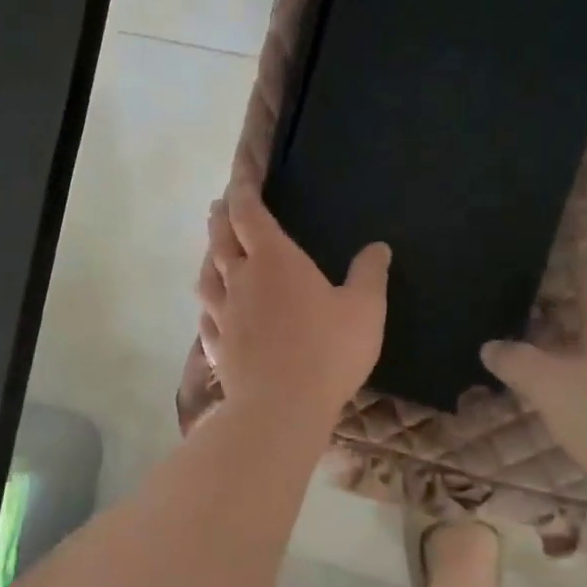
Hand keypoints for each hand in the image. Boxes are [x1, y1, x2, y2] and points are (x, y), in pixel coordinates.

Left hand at [197, 186, 389, 423]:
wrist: (282, 407)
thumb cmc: (327, 351)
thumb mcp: (365, 309)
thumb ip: (369, 275)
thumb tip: (378, 247)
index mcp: (274, 261)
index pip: (249, 214)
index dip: (242, 191)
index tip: (239, 178)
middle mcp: (241, 281)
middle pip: (221, 240)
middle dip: (221, 219)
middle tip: (219, 207)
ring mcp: (223, 315)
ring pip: (207, 277)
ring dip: (209, 258)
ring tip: (212, 252)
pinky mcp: (217, 347)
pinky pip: (207, 317)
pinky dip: (208, 304)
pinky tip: (211, 310)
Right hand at [480, 256, 586, 488]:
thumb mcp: (551, 385)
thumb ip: (517, 362)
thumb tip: (490, 345)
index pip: (586, 269)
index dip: (562, 255)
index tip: (534, 248)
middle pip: (585, 307)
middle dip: (548, 304)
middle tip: (505, 304)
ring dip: (557, 341)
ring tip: (517, 348)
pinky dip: (570, 372)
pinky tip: (548, 391)